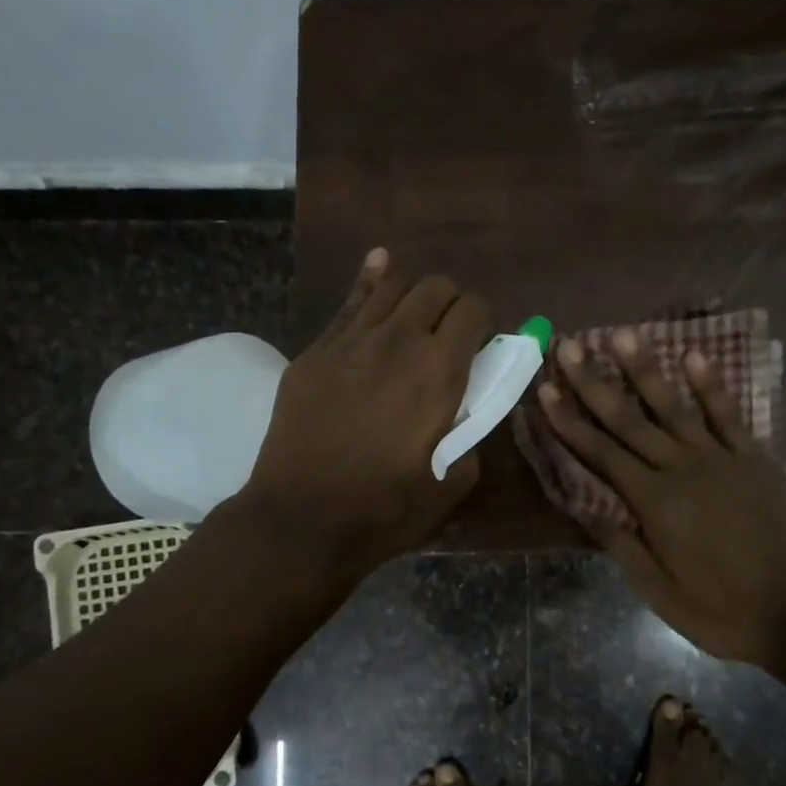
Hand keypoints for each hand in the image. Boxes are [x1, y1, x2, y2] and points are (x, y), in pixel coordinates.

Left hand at [241, 249, 492, 573]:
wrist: (302, 519)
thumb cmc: (384, 509)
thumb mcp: (452, 483)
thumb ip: (472, 435)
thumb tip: (470, 409)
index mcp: (440, 371)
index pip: (474, 309)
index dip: (484, 321)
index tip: (482, 346)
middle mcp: (398, 340)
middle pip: (436, 288)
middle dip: (453, 304)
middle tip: (451, 336)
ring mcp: (350, 340)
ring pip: (392, 285)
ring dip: (414, 296)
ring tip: (416, 317)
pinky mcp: (316, 351)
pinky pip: (349, 302)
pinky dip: (371, 282)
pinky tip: (379, 266)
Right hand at [535, 329, 785, 673]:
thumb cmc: (721, 610)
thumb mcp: (659, 592)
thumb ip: (621, 544)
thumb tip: (583, 505)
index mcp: (653, 502)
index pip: (600, 453)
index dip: (570, 421)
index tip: (546, 389)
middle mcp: (681, 469)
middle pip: (629, 420)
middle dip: (594, 383)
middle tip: (570, 346)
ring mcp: (721, 458)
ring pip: (674, 406)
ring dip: (645, 369)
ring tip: (622, 335)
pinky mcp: (754, 457)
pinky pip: (729, 414)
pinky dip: (711, 385)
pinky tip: (694, 354)